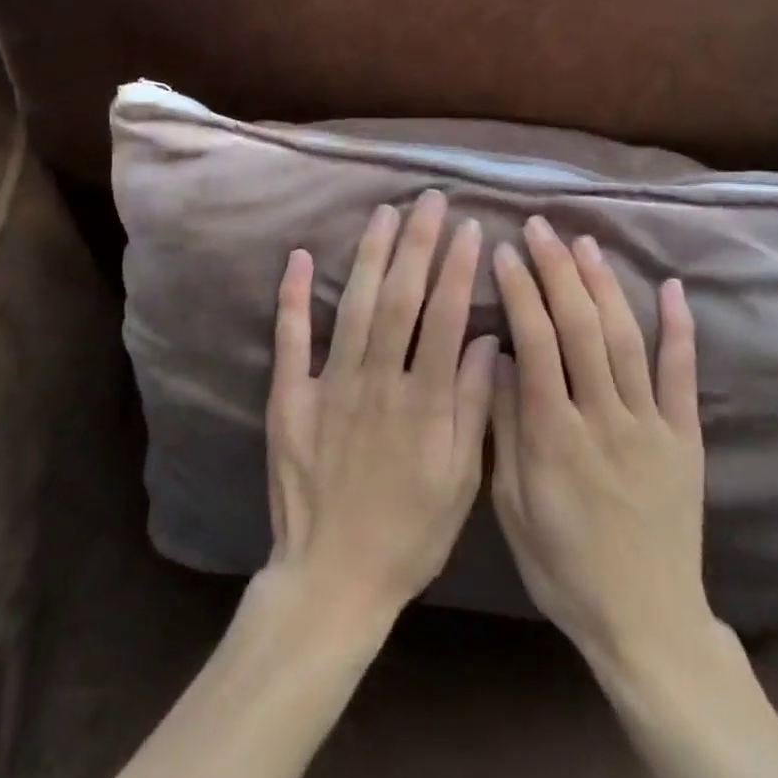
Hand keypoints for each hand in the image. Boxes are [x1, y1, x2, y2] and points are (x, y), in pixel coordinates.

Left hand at [262, 191, 498, 631]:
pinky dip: (295, 297)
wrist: (333, 578)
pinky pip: (291, 340)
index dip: (457, 269)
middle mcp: (377, 382)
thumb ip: (474, 407)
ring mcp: (329, 386)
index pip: (444, 318)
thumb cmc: (410, 533)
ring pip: (355, 307)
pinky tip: (301, 257)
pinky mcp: (289, 399)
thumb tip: (487, 340)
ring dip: (370, 256)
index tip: (469, 229)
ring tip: (385, 213)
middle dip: (418, 244)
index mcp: (423, 401)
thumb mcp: (461, 481)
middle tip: (429, 200)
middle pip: (400, 299)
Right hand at [490, 216, 710, 675]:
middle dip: (557, 270)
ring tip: (584, 243)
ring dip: (603, 284)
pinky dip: (678, 327)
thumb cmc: (563, 566)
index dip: (520, 290)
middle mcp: (603, 417)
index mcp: (553, 434)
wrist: (645, 618)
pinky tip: (670, 286)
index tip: (505, 251)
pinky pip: (682, 374)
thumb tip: (496, 357)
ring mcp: (650, 424)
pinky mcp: (685, 436)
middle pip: (579, 326)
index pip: (535, 342)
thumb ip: (504, 428)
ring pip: (625, 338)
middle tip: (540, 227)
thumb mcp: (512, 507)